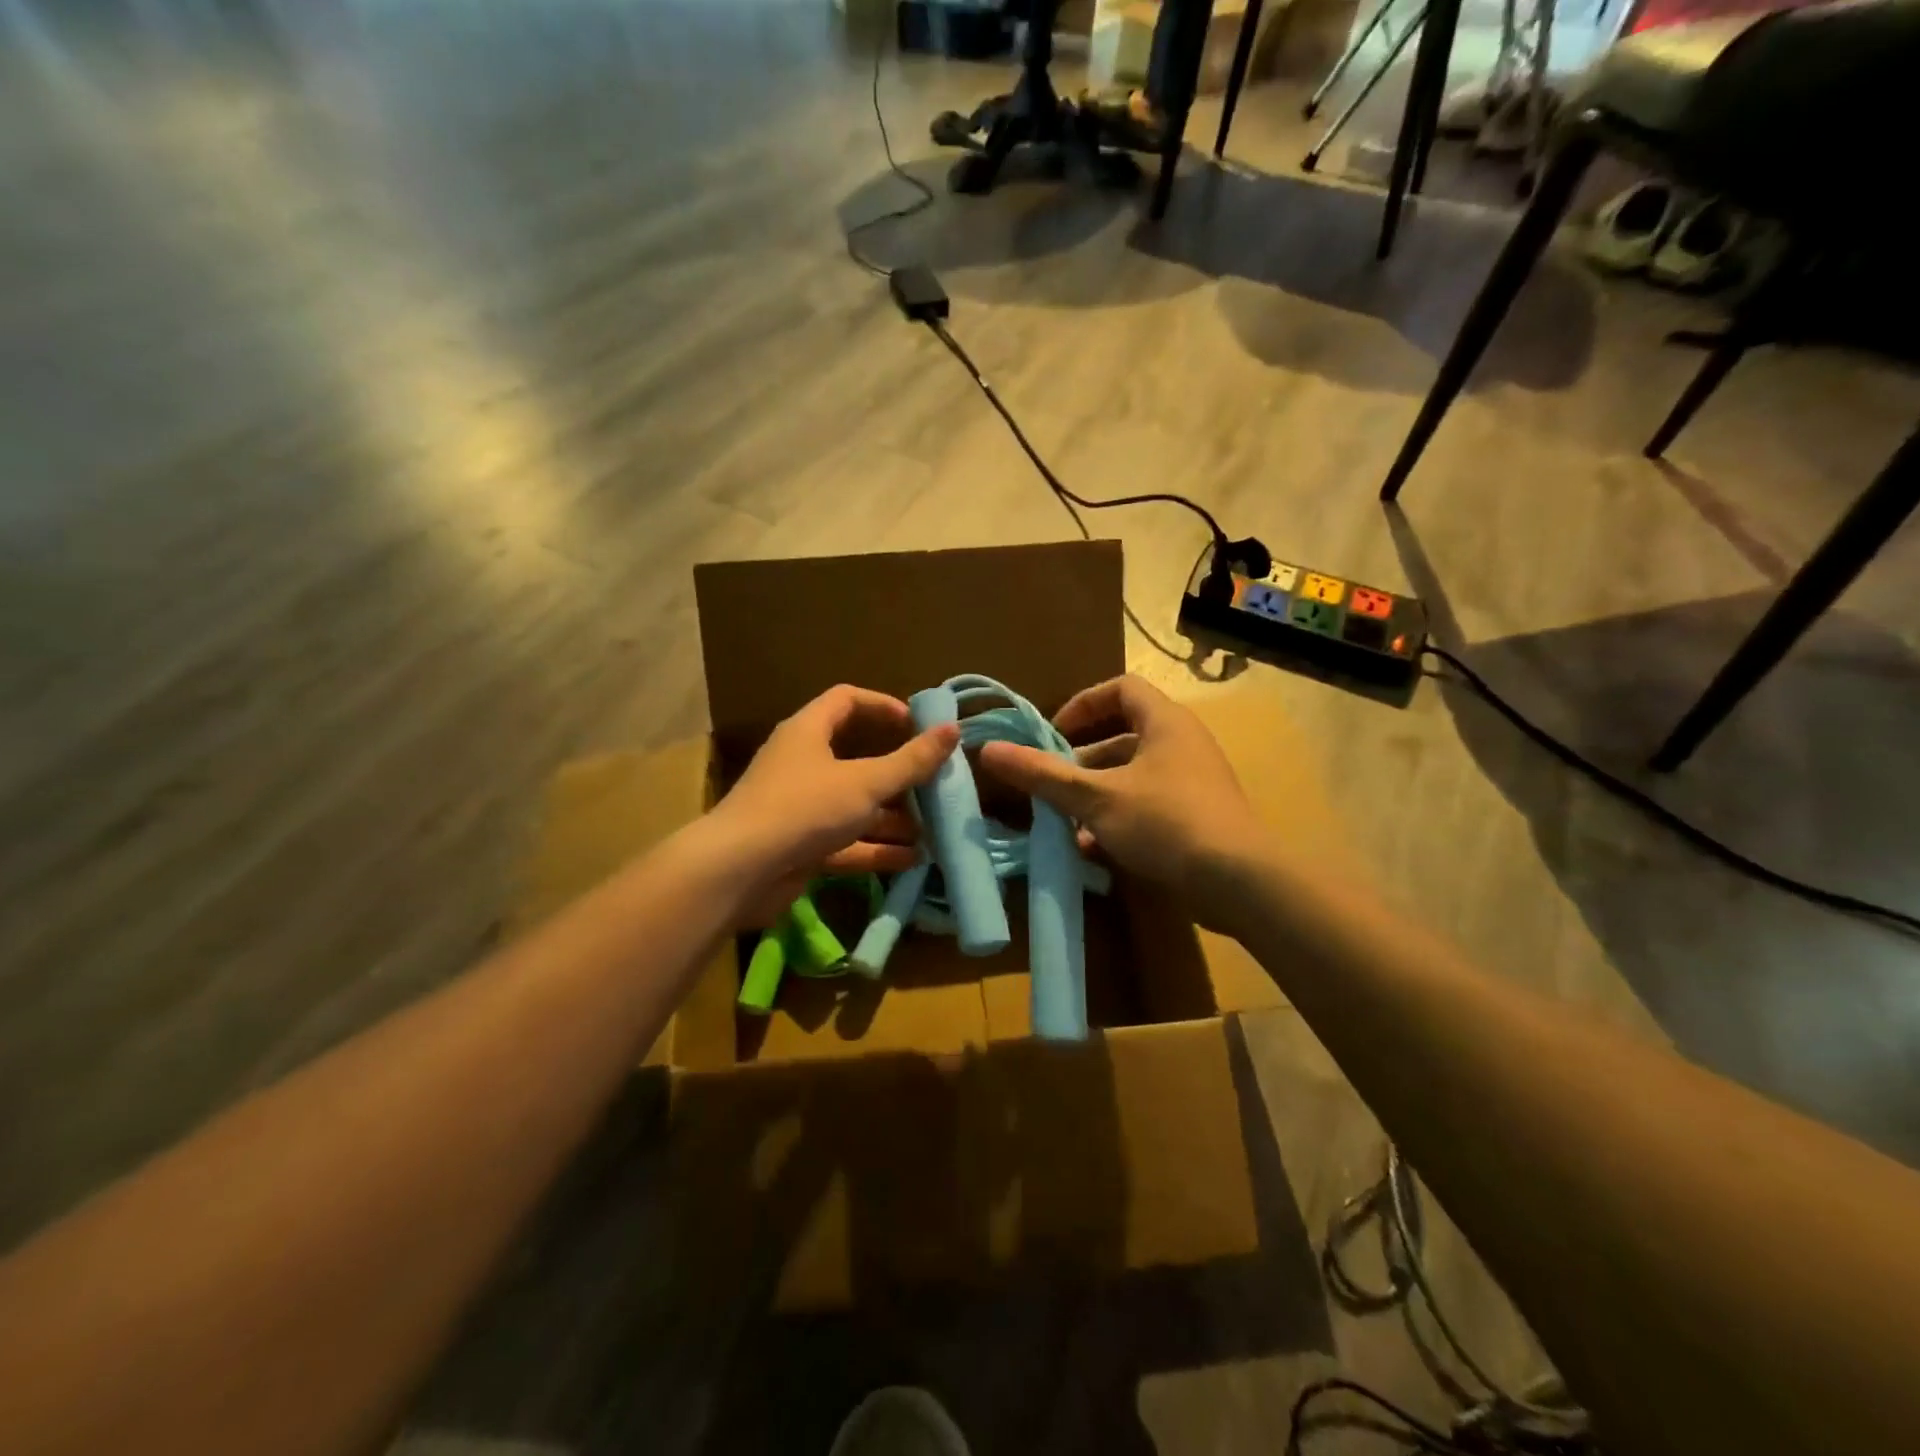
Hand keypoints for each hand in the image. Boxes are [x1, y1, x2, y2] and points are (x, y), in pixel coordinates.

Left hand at [709, 684, 957, 923]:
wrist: (738, 872)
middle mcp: (802, 764)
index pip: (847, 700)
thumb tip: (952, 730)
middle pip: (856, 757)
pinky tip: (912, 859)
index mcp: (808, 732)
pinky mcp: (800, 846)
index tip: (918, 724)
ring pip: (853, 804)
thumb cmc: (804, 809)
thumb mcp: (865, 783)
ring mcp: (800, 807)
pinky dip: (875, 848)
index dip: (883, 706)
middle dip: (897, 773)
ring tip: (932, 828)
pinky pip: (845, 841)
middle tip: (933, 783)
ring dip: (891, 816)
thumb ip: (911, 761)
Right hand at [978, 675, 1267, 924]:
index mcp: (1165, 722)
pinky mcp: (1198, 817)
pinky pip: (1149, 804)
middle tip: (1053, 779)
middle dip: (1082, 758)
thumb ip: (1043, 775)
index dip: (1083, 704)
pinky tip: (1092, 848)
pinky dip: (1118, 817)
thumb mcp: (1095, 798)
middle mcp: (1183, 744)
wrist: (1239, 883)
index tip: (1053, 733)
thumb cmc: (1165, 822)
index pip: (1121, 688)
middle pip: (1124, 734)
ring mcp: (1194, 782)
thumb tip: (989, 750)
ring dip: (1096, 793)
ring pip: (1133, 775)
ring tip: (1064, 819)